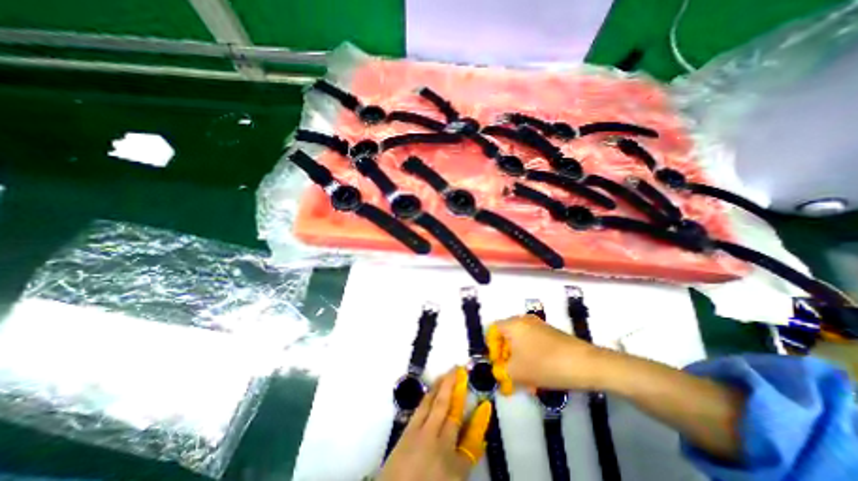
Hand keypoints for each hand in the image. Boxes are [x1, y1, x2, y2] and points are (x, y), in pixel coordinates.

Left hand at [381, 367, 492, 480]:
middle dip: (456, 389)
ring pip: (435, 404)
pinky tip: (432, 390)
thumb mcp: (452, 480)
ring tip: (448, 372)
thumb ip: (463, 460)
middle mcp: (440, 443)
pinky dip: (429, 396)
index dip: (479, 422)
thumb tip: (477, 443)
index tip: (485, 406)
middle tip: (461, 370)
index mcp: (454, 466)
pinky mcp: (408, 432)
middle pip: (451, 410)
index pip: (472, 440)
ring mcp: (422, 434)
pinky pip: (422, 408)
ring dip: (442, 386)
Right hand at [490, 315, 600, 389]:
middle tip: (510, 374)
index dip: (491, 348)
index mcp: (512, 324)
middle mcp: (524, 320)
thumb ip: (502, 371)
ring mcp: (539, 326)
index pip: (493, 331)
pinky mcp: (551, 334)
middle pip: (507, 337)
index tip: (497, 364)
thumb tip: (501, 371)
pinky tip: (539, 378)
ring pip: (521, 343)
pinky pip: (534, 345)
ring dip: (520, 361)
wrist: (585, 364)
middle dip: (506, 357)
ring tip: (526, 382)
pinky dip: (532, 358)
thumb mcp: (517, 372)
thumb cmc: (544, 364)